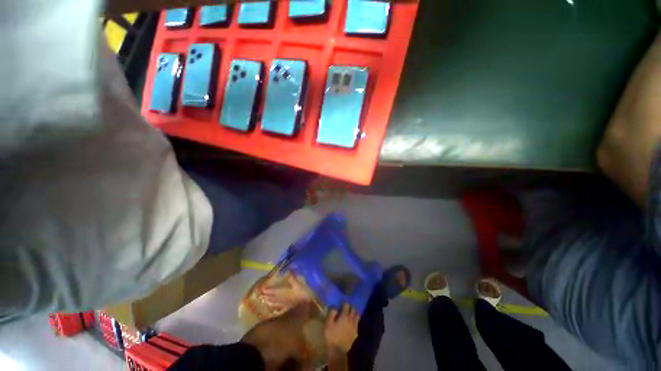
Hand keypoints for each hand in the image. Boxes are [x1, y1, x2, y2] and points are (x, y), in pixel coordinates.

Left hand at [261, 273, 310, 311]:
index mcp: (283, 292)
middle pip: (273, 297)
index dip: (268, 290)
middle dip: (268, 295)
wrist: (305, 306)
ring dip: (270, 301)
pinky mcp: (288, 308)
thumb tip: (288, 271)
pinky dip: (277, 308)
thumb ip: (292, 279)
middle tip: (262, 295)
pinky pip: (280, 309)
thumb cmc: (301, 294)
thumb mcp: (298, 285)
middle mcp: (282, 299)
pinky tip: (276, 309)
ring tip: (266, 300)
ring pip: (275, 303)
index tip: (262, 289)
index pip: (274, 291)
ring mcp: (284, 304)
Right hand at [324, 304, 358, 352]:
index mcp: (344, 316)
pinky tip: (352, 323)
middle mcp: (351, 319)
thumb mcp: (328, 324)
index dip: (344, 304)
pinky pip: (357, 324)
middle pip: (353, 309)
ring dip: (354, 313)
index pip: (347, 305)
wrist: (337, 351)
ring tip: (351, 314)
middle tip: (347, 308)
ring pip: (357, 316)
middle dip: (350, 307)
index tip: (342, 304)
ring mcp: (354, 327)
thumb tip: (335, 307)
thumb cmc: (331, 336)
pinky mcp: (356, 333)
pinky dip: (355, 321)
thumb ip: (332, 314)